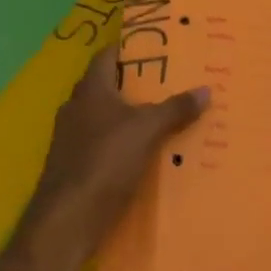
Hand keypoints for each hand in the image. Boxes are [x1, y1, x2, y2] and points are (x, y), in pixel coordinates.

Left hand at [28, 42, 207, 253]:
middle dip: (136, 83)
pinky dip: (121, 144)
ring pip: (105, 117)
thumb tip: (206, 89)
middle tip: (169, 81)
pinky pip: (101, 145)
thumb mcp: (148, 130)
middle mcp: (76, 109)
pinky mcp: (72, 168)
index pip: (108, 55)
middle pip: (107, 86)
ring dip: (129, 116)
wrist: (65, 224)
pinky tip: (143, 153)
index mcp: (90, 90)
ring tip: (163, 116)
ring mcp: (70, 140)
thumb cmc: (105, 162)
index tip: (157, 46)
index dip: (130, 48)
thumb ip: (175, 108)